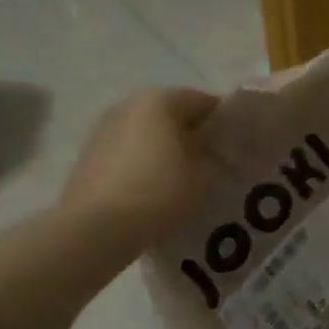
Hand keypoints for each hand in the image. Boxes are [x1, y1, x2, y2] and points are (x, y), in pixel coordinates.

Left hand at [59, 87, 219, 260]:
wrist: (95, 228)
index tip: (240, 144)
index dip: (226, 122)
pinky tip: (157, 188)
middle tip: (216, 161)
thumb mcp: (204, 176)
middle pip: (172, 115)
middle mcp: (128, 105)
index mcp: (159, 100)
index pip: (204, 101)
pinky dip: (146, 164)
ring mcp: (103, 130)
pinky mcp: (89, 157)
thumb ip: (217, 157)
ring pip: (148, 134)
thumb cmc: (158, 192)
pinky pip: (128, 153)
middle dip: (195, 135)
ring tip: (187, 177)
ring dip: (168, 150)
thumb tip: (216, 154)